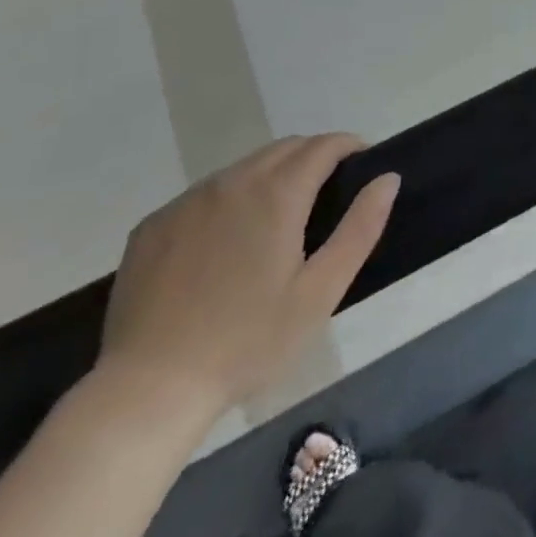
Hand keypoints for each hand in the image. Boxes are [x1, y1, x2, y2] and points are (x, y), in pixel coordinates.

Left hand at [98, 135, 397, 421]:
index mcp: (276, 194)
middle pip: (284, 148)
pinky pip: (203, 195)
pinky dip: (228, 200)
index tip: (362, 163)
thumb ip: (360, 228)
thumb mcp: (320, 292)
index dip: (348, 146)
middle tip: (328, 193)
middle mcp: (231, 182)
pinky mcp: (153, 225)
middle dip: (313, 156)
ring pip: (243, 168)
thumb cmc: (248, 342)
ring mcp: (186, 201)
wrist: (148, 390)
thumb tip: (387, 177)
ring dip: (271, 176)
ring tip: (280, 218)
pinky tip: (226, 244)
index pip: (323, 145)